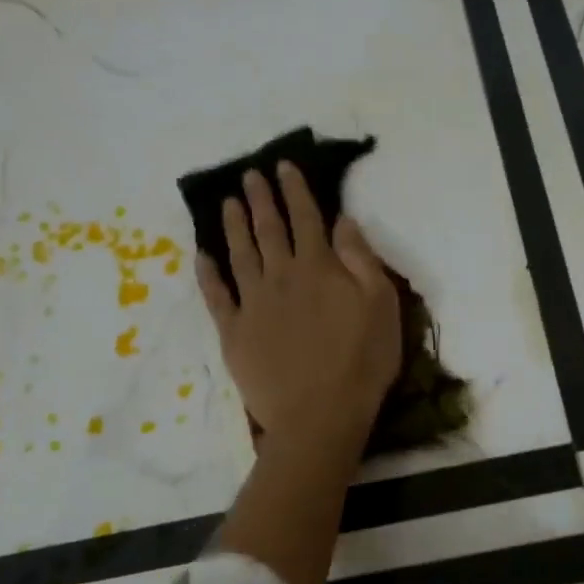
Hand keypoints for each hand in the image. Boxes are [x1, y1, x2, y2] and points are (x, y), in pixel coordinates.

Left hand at [197, 162, 401, 448]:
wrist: (320, 416)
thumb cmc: (362, 361)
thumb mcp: (382, 305)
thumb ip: (361, 259)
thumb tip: (342, 220)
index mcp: (319, 267)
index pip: (306, 218)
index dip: (295, 190)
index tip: (284, 167)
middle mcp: (281, 276)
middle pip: (268, 229)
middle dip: (260, 199)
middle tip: (250, 176)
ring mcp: (253, 303)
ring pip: (240, 254)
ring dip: (233, 226)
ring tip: (227, 202)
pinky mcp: (233, 332)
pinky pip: (216, 296)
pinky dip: (207, 273)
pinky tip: (202, 256)